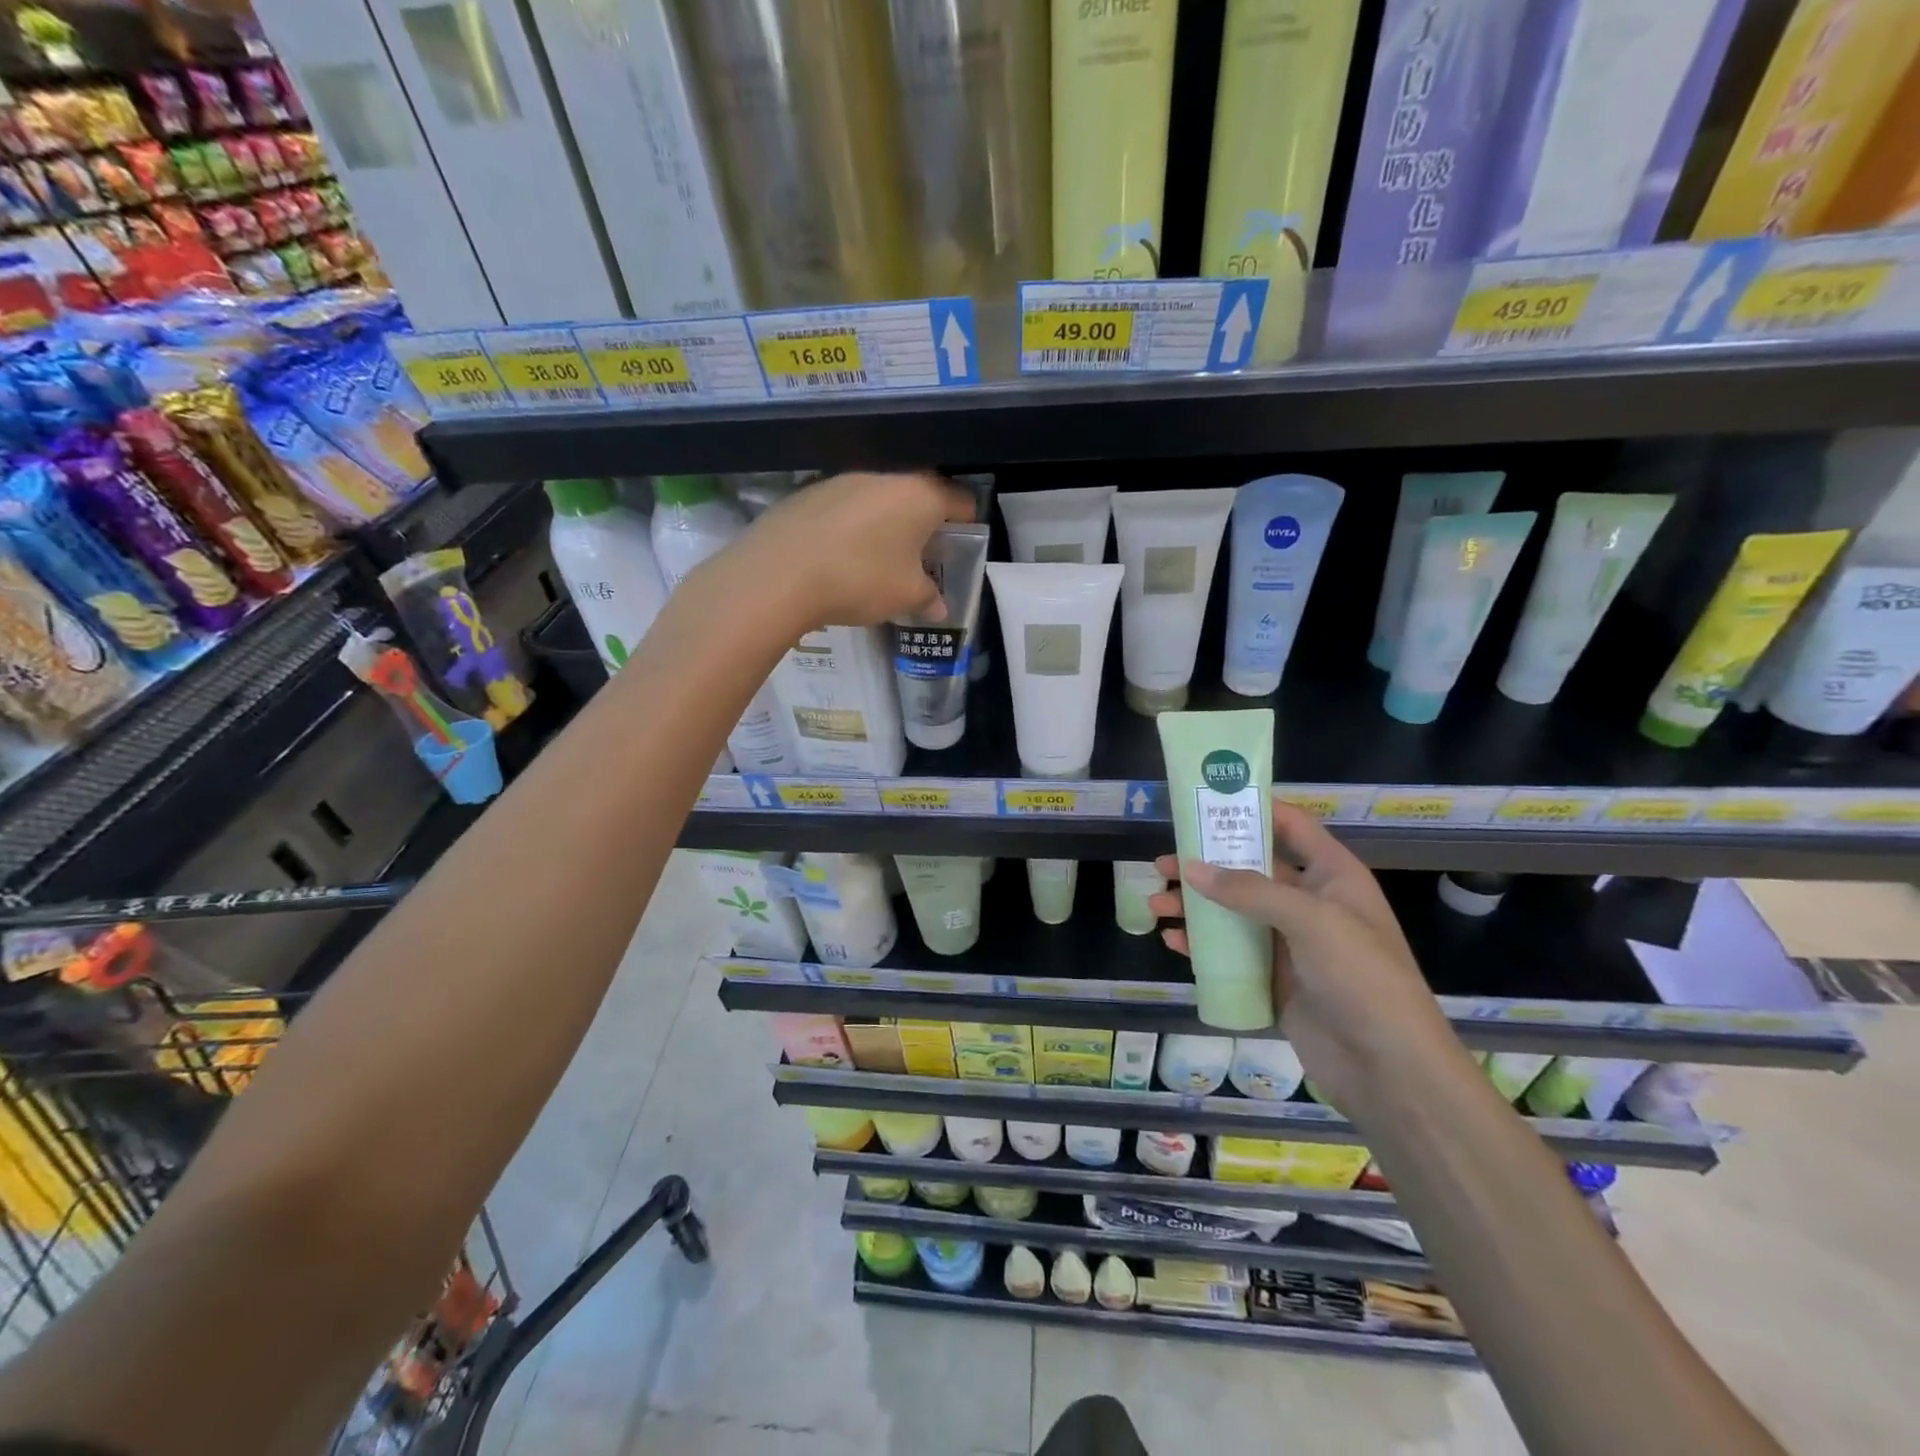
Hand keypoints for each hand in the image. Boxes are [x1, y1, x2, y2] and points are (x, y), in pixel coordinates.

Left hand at [720, 471, 974, 630]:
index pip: (961, 500)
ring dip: (886, 524)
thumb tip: (938, 606)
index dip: (968, 524)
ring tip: (878, 560)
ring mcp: (842, 480)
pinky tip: (839, 557)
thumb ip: (928, 598)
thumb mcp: (905, 597)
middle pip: (918, 495)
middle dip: (925, 524)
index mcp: (920, 495)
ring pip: (878, 499)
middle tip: (922, 557)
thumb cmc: (859, 579)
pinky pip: (844, 508)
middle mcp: (884, 476)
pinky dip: (851, 527)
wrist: (778, 573)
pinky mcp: (808, 492)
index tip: (963, 547)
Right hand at [1149, 803, 1464, 1113]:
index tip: (1206, 803)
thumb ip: (1248, 890)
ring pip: (1233, 912)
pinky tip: (1172, 941)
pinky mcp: (1274, 978)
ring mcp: (1290, 942)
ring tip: (1155, 905)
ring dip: (1195, 906)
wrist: (1388, 1068)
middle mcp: (1309, 902)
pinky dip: (1201, 944)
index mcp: (1332, 876)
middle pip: (1250, 869)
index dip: (1253, 809)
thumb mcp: (1310, 920)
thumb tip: (1190, 868)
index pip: (1290, 826)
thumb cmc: (1361, 977)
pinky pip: (1231, 952)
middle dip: (1206, 864)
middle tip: (1162, 864)